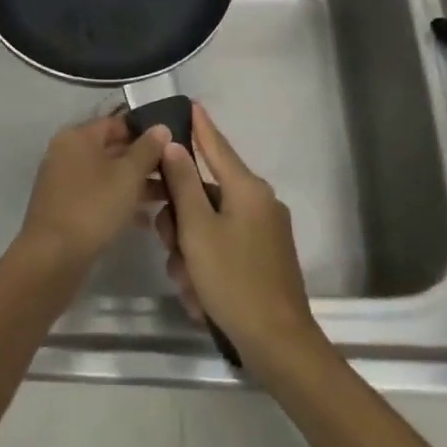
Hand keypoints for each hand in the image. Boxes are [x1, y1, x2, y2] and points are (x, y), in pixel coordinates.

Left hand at [18, 112, 170, 273]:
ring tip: (168, 198)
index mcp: (77, 137)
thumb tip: (160, 127)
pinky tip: (145, 222)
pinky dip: (119, 203)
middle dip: (144, 162)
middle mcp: (67, 153)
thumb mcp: (128, 175)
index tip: (174, 145)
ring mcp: (64, 182)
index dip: (146, 132)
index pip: (117, 123)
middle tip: (176, 174)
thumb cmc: (93, 207)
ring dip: (136, 185)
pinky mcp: (66, 208)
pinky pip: (98, 196)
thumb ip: (147, 149)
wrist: (53, 257)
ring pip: (107, 176)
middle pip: (112, 149)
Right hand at [154, 103, 325, 373]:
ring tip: (187, 284)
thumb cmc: (233, 279)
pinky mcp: (263, 258)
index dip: (201, 127)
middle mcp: (259, 204)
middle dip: (180, 221)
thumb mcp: (198, 230)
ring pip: (209, 226)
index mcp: (247, 189)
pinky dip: (206, 267)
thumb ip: (183, 184)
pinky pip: (222, 248)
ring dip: (189, 252)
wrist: (277, 342)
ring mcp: (264, 232)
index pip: (217, 147)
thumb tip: (175, 146)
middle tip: (169, 246)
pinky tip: (199, 296)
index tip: (191, 103)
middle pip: (204, 195)